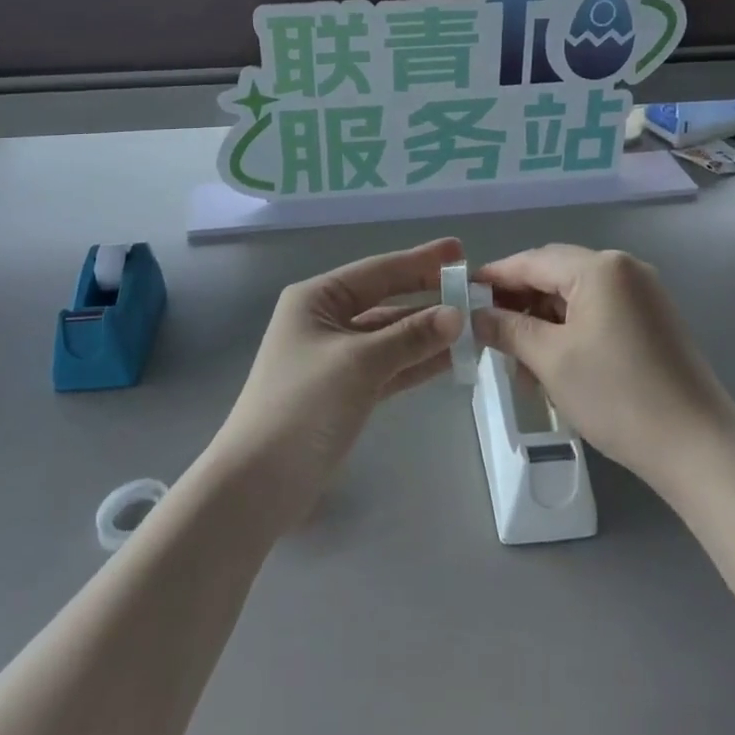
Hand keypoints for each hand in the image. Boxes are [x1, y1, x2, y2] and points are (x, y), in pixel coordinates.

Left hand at [210, 238, 462, 531]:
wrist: (258, 484)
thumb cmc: (303, 406)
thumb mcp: (360, 363)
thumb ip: (410, 337)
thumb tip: (457, 315)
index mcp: (317, 299)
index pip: (378, 271)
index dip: (420, 261)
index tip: (460, 250)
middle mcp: (326, 320)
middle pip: (387, 300)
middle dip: (428, 296)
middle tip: (474, 289)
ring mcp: (336, 357)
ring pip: (391, 335)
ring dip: (429, 332)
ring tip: (476, 324)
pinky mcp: (346, 391)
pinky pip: (390, 365)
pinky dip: (417, 361)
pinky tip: (452, 358)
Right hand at [472, 246, 734, 494]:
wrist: (699, 447)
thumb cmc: (618, 396)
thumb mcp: (552, 360)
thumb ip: (508, 329)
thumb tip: (475, 315)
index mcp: (600, 267)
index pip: (532, 260)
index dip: (494, 277)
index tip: (461, 295)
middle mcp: (624, 269)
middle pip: (555, 275)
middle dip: (519, 303)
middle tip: (488, 334)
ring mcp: (644, 294)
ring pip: (577, 297)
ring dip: (544, 323)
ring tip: (522, 364)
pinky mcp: (654, 321)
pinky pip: (600, 313)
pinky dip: (572, 332)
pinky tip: (555, 365)